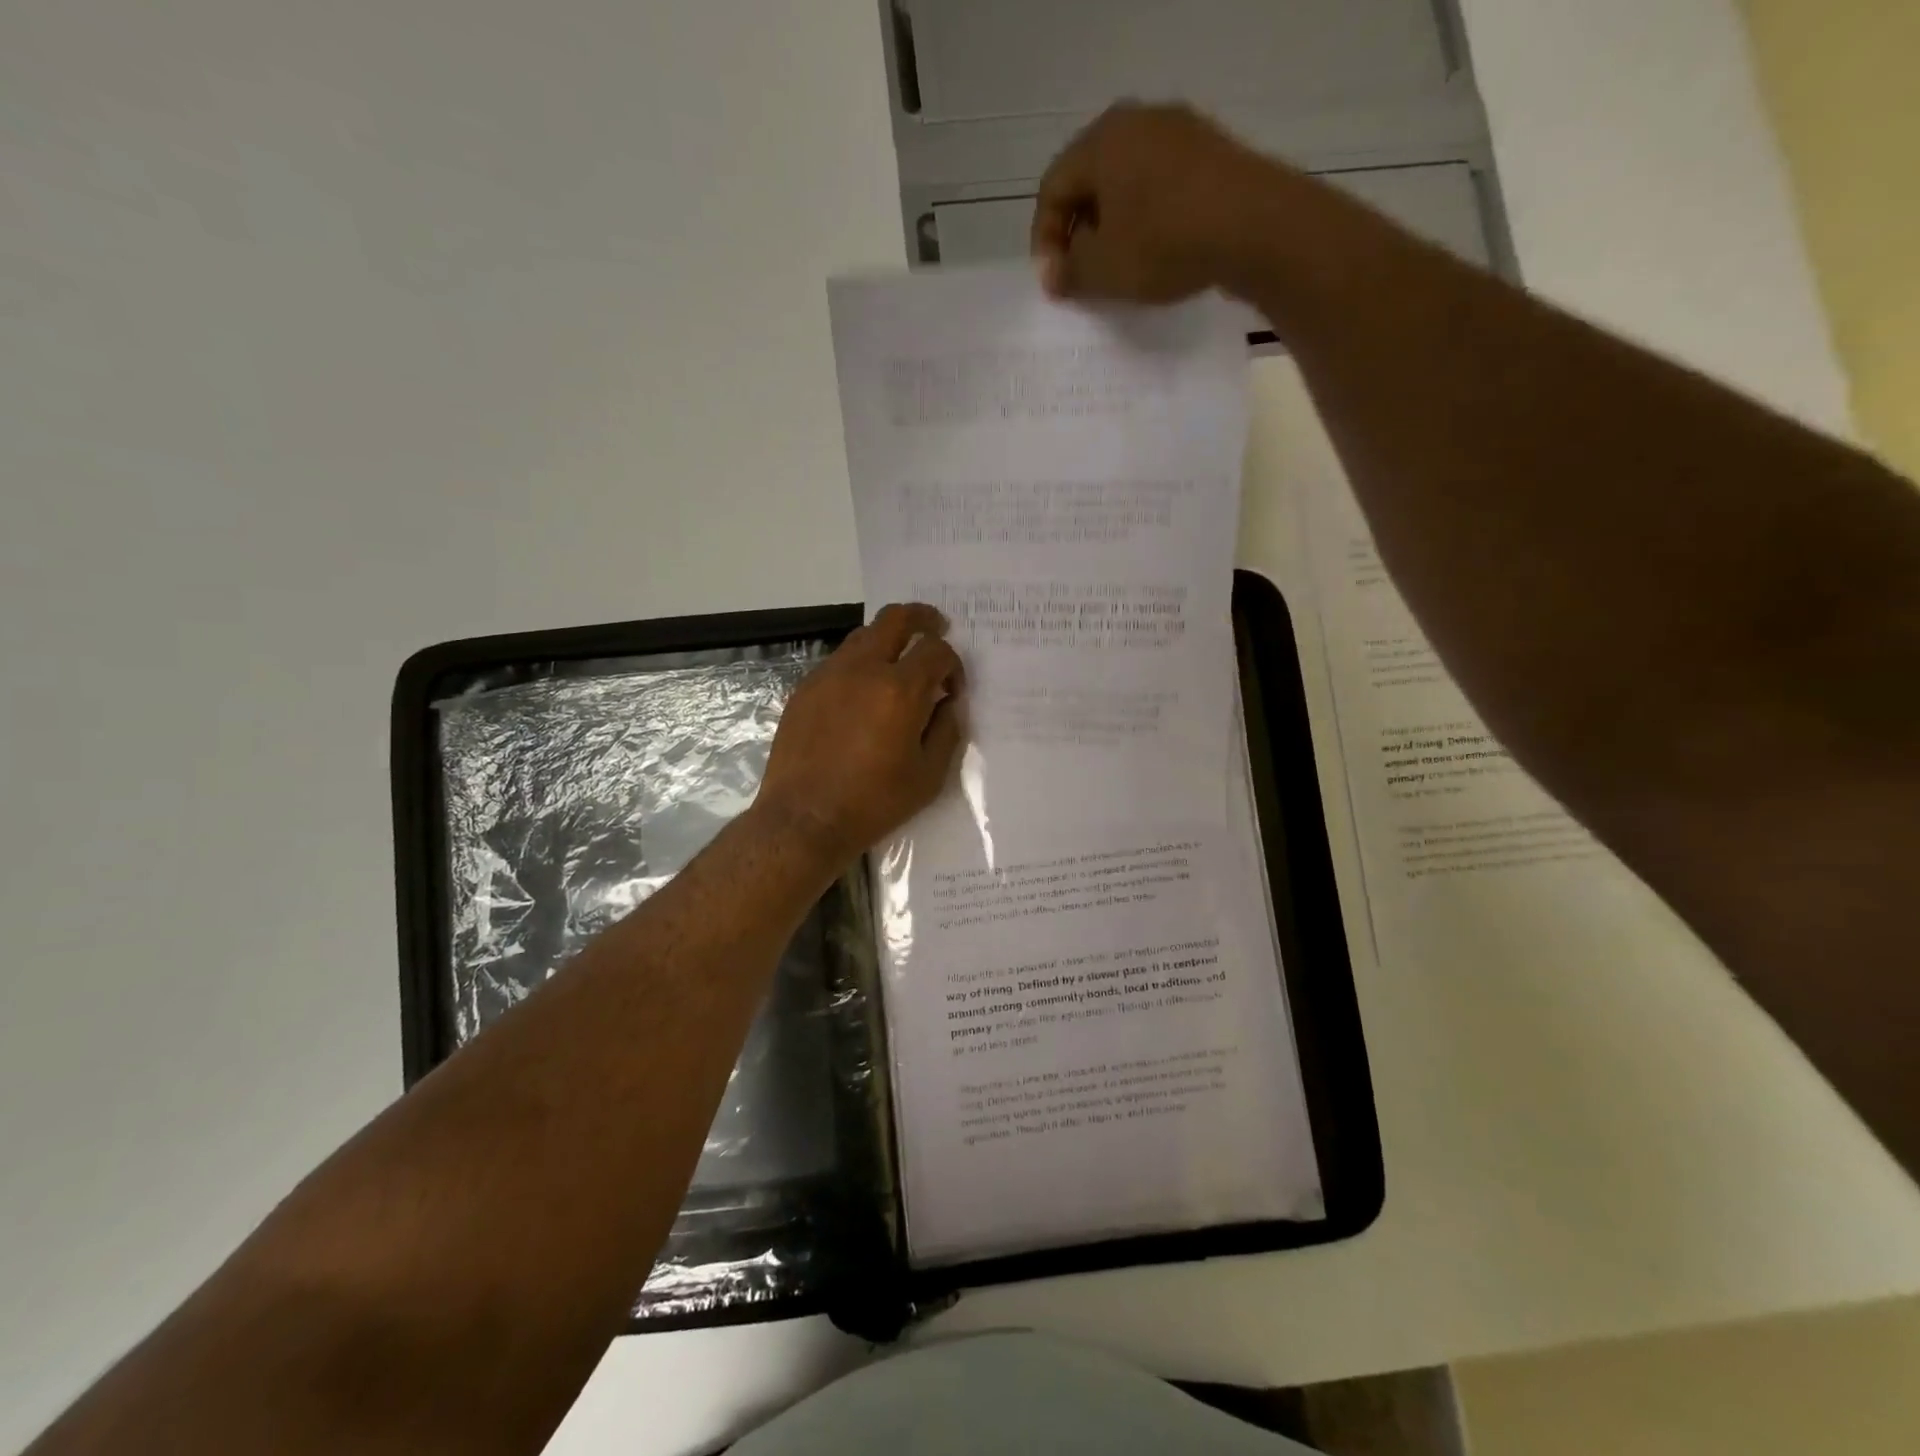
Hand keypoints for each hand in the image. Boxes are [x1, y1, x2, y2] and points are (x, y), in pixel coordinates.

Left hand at [756, 603, 965, 863]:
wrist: (805, 818)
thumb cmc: (874, 802)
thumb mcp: (929, 775)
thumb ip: (946, 729)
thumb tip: (947, 703)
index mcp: (900, 690)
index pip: (936, 650)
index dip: (952, 663)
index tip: (952, 688)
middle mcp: (863, 669)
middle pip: (896, 618)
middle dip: (922, 617)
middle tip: (935, 626)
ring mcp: (829, 675)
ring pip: (864, 635)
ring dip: (888, 639)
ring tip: (898, 662)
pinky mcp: (805, 689)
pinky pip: (839, 661)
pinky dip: (860, 664)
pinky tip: (863, 693)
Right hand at [1030, 102, 1276, 302]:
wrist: (1254, 226)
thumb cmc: (1163, 243)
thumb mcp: (1102, 268)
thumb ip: (1069, 271)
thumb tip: (1054, 274)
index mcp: (1101, 140)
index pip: (1053, 190)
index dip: (1044, 242)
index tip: (1053, 283)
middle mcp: (1138, 121)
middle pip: (1091, 182)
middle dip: (1079, 233)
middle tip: (1081, 276)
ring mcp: (1180, 132)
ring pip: (1128, 184)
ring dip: (1115, 228)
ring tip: (1118, 270)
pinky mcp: (1212, 152)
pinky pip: (1163, 188)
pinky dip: (1149, 220)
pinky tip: (1156, 254)